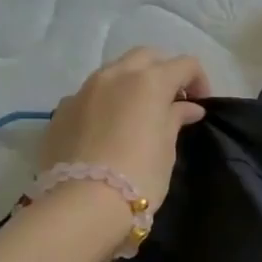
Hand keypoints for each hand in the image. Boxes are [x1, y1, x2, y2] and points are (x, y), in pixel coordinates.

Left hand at [37, 48, 210, 214]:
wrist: (83, 204)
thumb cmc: (139, 175)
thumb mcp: (167, 148)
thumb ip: (175, 118)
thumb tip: (188, 108)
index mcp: (148, 81)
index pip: (184, 64)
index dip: (198, 81)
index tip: (199, 106)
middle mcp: (115, 75)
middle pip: (147, 56)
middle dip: (163, 71)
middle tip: (171, 101)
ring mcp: (84, 90)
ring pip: (115, 71)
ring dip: (132, 83)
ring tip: (138, 114)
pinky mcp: (62, 110)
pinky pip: (91, 94)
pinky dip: (106, 102)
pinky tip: (108, 129)